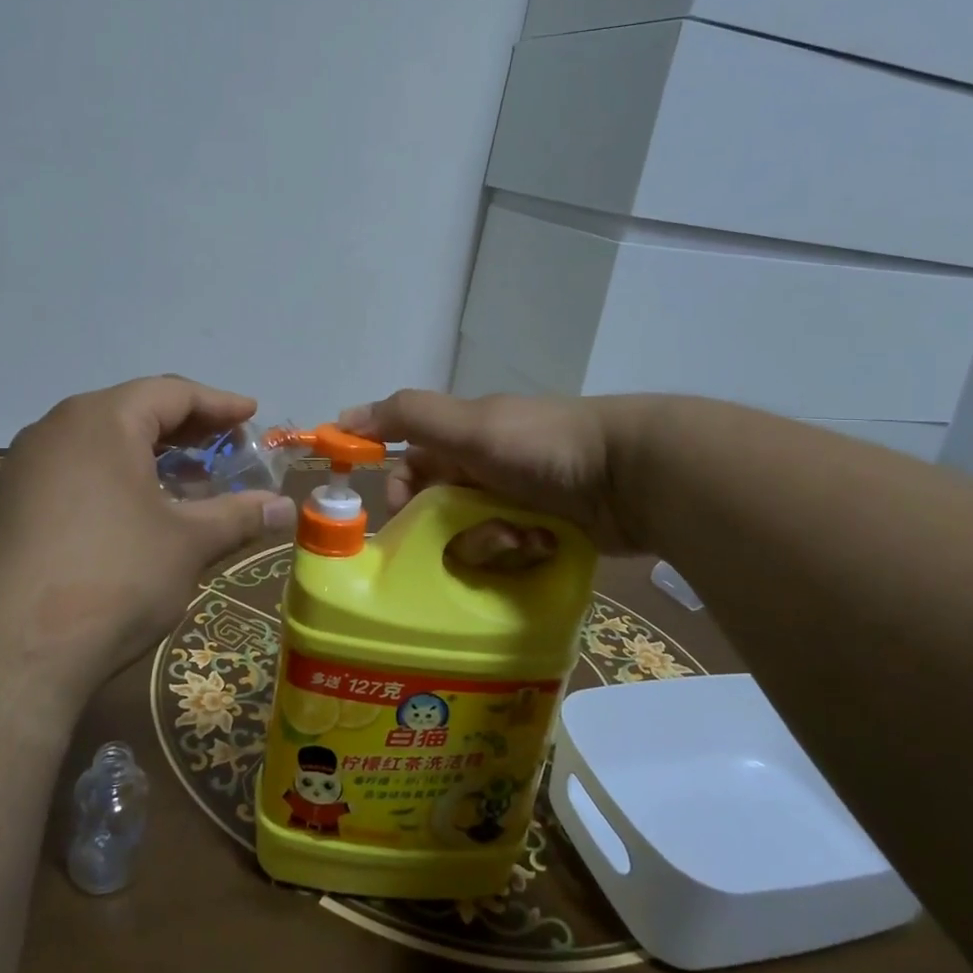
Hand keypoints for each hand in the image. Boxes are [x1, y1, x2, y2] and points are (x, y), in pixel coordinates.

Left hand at [0, 377, 296, 701]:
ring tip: (194, 479)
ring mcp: (30, 466)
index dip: (219, 404)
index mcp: (102, 420)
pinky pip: (81, 469)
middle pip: (135, 411)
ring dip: (155, 454)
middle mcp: (59, 428)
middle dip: (188, 428)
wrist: (15, 653)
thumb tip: (285, 508)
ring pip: (106, 441)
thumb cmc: (116, 576)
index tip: (252, 415)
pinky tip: (145, 509)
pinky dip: (122, 476)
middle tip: (229, 445)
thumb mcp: (189, 542)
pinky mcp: (16, 503)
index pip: (171, 393)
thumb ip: (240, 515)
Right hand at [340, 390, 650, 558]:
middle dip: (454, 532)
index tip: (406, 525)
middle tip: (481, 534)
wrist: (631, 473)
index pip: (409, 473)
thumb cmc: (540, 445)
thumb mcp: (469, 426)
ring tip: (526, 538)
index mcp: (461, 441)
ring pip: (475, 541)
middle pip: (440, 516)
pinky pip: (513, 556)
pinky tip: (546, 544)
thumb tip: (340, 417)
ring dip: (493, 544)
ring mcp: (518, 503)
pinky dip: (524, 552)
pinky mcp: (547, 533)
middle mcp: (484, 471)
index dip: (402, 499)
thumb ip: (406, 417)